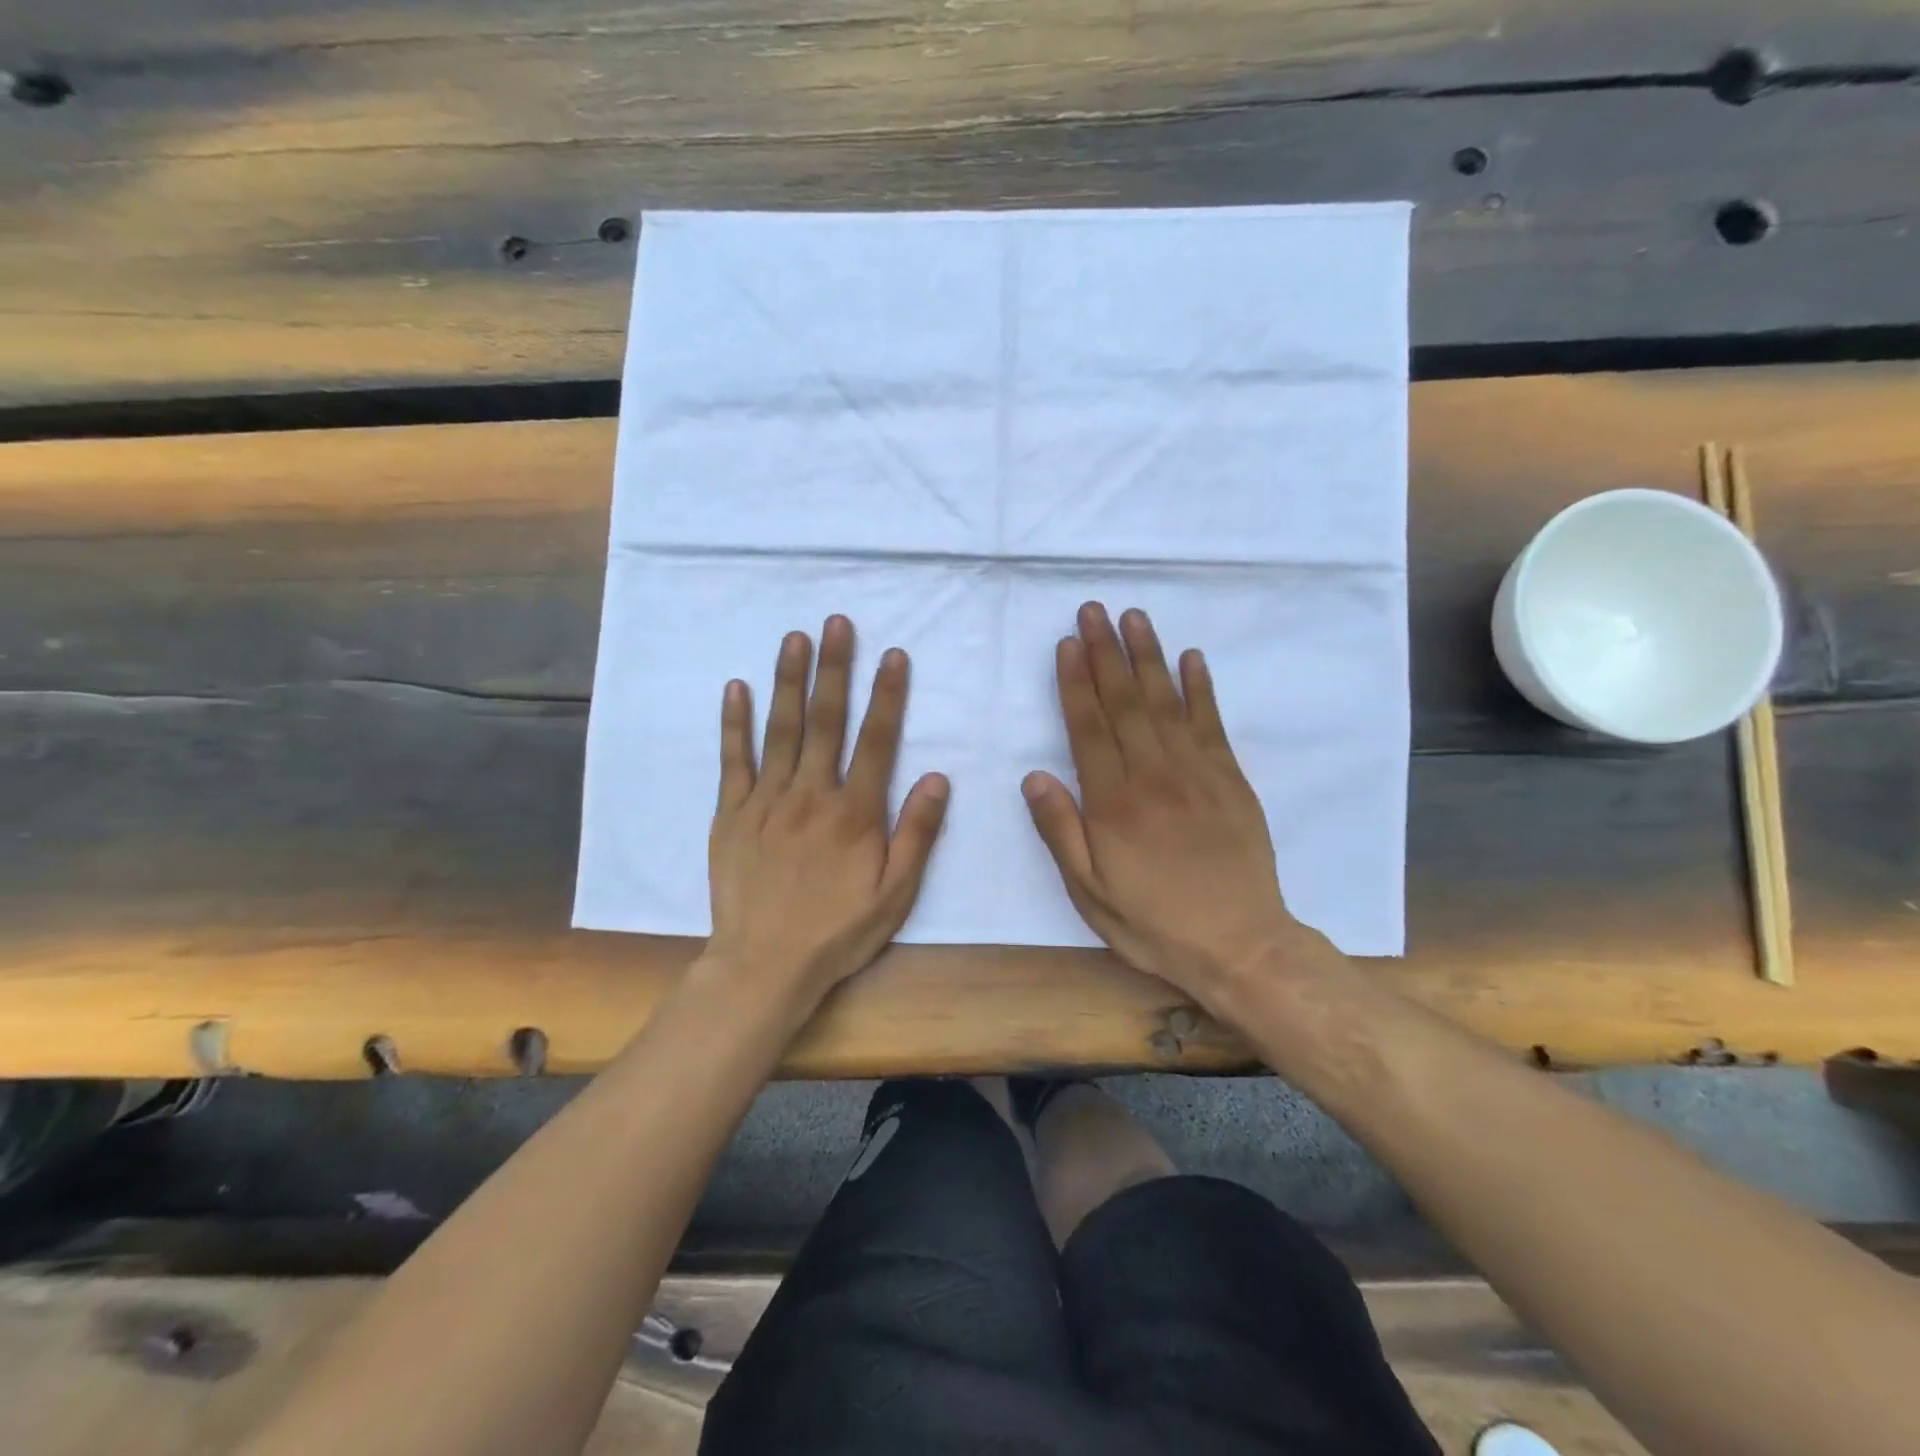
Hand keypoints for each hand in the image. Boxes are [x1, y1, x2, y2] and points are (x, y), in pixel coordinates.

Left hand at [707, 615, 949, 1003]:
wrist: (765, 964)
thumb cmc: (838, 931)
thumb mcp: (895, 894)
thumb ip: (917, 834)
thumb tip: (938, 778)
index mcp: (855, 812)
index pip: (877, 740)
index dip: (887, 695)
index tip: (893, 654)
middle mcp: (811, 794)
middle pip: (825, 721)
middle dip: (834, 668)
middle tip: (837, 622)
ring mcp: (767, 800)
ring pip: (780, 729)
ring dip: (789, 680)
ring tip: (795, 638)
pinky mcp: (732, 814)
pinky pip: (734, 760)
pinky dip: (735, 724)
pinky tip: (737, 689)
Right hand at [1023, 603, 1330, 1001]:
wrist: (1240, 944)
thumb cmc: (1154, 923)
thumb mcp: (1090, 893)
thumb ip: (1061, 832)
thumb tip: (1034, 775)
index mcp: (1114, 803)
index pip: (1088, 728)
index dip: (1075, 682)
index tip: (1066, 643)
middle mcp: (1153, 775)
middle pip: (1124, 702)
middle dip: (1105, 652)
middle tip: (1093, 610)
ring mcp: (1197, 772)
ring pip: (1166, 702)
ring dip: (1148, 656)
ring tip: (1133, 617)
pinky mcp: (1231, 779)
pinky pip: (1212, 723)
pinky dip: (1201, 688)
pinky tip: (1191, 658)